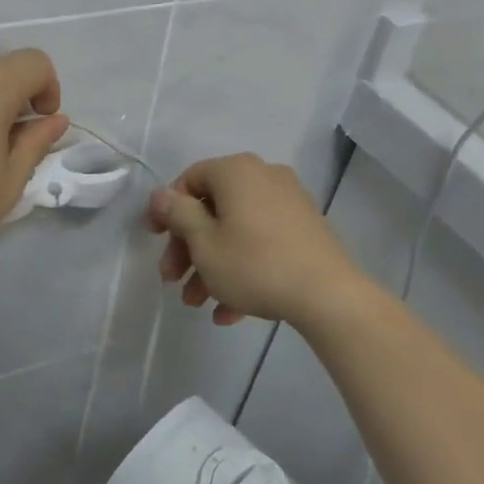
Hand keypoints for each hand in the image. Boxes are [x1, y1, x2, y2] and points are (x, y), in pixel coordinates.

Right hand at [147, 153, 367, 328]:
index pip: (189, 180)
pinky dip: (242, 269)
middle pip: (212, 208)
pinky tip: (229, 312)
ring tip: (198, 304)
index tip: (154, 240)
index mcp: (236, 172)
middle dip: (188, 247)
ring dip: (211, 265)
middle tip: (173, 279)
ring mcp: (289, 204)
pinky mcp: (305, 231)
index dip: (166, 209)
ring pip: (236, 231)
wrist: (329, 296)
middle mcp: (264, 178)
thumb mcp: (204, 242)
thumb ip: (177, 214)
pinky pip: (261, 243)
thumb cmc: (254, 264)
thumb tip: (160, 195)